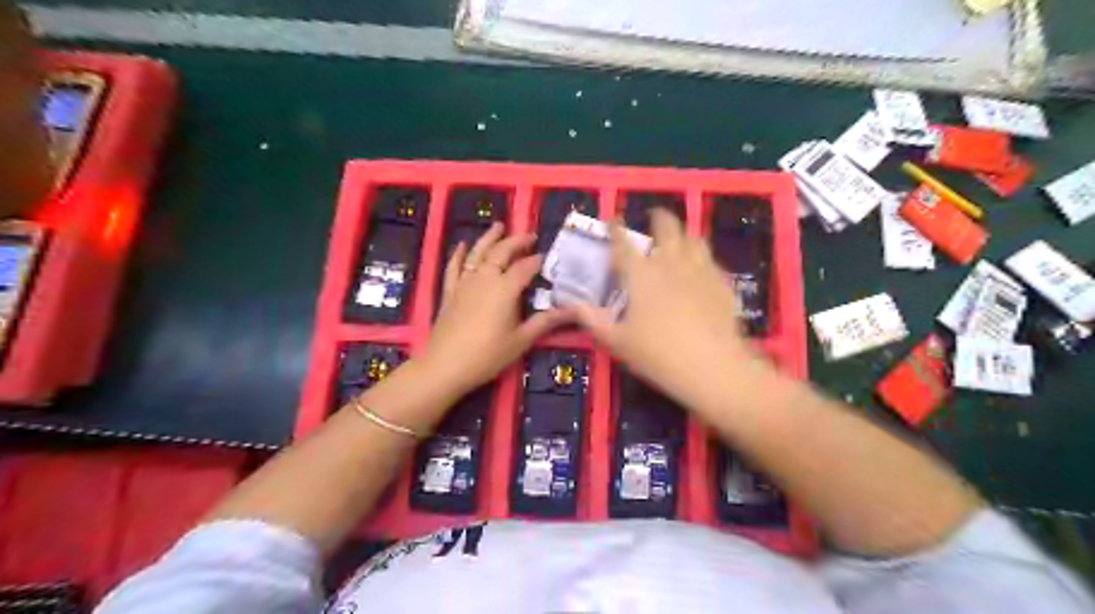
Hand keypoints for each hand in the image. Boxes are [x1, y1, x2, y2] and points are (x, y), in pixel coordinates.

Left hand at [418, 223, 573, 395]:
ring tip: (498, 226)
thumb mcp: (521, 340)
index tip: (547, 257)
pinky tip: (462, 245)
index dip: (537, 260)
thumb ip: (545, 322)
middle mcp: (485, 279)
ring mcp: (464, 283)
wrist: (446, 366)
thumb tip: (574, 311)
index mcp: (505, 289)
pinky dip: (458, 254)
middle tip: (530, 235)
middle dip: (516, 241)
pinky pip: (453, 267)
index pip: (525, 267)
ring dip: (489, 238)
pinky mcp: (449, 292)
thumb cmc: (488, 355)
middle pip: (501, 252)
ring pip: (477, 253)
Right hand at [574, 210, 767, 414]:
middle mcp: (671, 263)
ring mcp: (700, 270)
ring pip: (694, 239)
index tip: (614, 218)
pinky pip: (712, 261)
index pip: (623, 244)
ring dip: (684, 234)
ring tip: (680, 237)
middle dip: (659, 218)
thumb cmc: (657, 354)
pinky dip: (703, 258)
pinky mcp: (722, 283)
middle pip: (667, 228)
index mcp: (641, 274)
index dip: (616, 228)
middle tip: (655, 216)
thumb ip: (593, 320)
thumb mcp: (617, 341)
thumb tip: (573, 305)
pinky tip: (702, 268)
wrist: (711, 366)